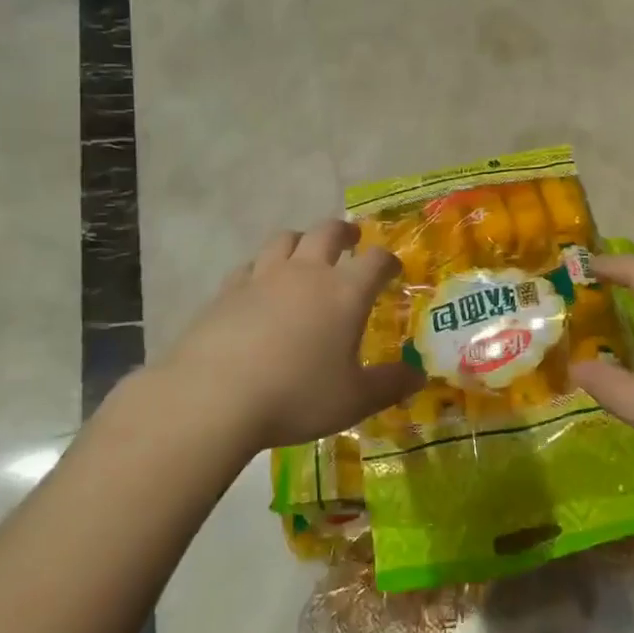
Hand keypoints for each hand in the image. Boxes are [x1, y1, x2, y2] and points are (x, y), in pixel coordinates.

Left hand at [153, 219, 423, 454]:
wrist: (214, 397)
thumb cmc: (297, 396)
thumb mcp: (354, 400)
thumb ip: (391, 384)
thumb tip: (419, 375)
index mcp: (344, 292)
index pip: (375, 260)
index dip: (388, 261)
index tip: (392, 269)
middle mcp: (306, 273)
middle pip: (328, 232)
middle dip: (345, 232)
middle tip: (352, 240)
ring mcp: (263, 277)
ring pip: (285, 239)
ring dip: (301, 240)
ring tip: (305, 253)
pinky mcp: (228, 290)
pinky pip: (250, 265)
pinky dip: (262, 267)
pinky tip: (260, 284)